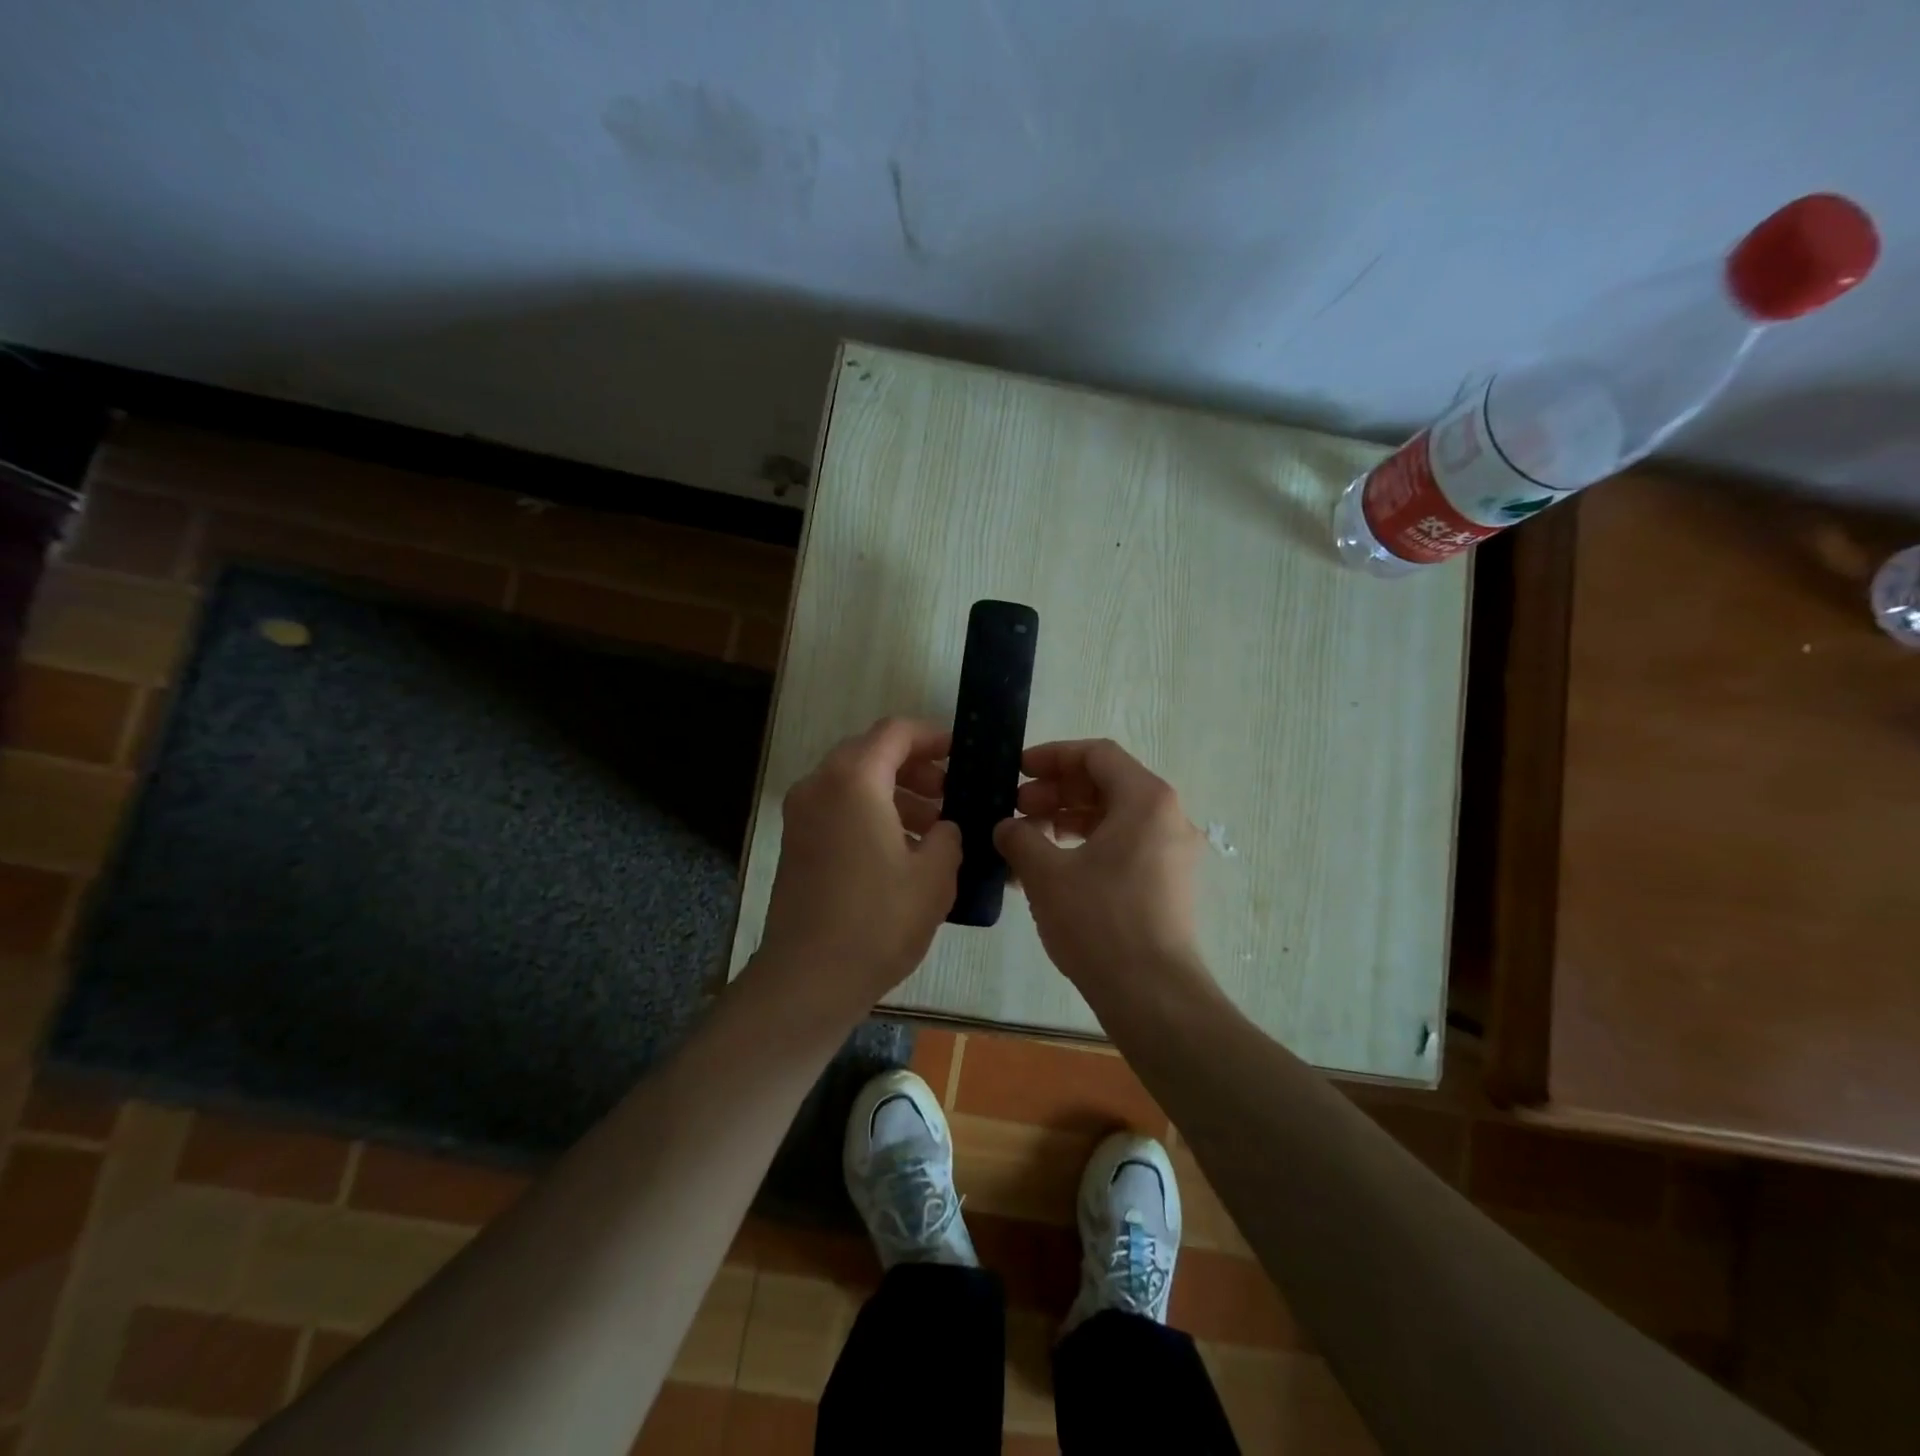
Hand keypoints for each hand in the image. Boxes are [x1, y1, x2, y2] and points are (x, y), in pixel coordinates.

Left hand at [754, 717, 961, 1021]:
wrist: (808, 978)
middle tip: (949, 793)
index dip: (932, 736)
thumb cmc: (878, 921)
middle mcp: (819, 785)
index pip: (895, 732)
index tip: (960, 754)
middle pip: (871, 753)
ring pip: (853, 782)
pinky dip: (870, 812)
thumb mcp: (934, 876)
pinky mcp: (796, 842)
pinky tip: (902, 849)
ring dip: (894, 793)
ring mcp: (801, 814)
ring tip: (933, 827)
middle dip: (914, 767)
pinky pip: (838, 808)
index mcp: (853, 781)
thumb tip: (945, 828)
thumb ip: (948, 836)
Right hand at [993, 739, 1206, 994]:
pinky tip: (1051, 868)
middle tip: (1016, 809)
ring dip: (1068, 819)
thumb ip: (1019, 837)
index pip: (1097, 754)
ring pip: (1114, 816)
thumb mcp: (1046, 874)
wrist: (1153, 994)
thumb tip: (1006, 826)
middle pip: (1106, 783)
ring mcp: (1173, 851)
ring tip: (1027, 839)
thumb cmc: (1099, 921)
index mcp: (1146, 799)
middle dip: (1056, 791)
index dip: (1052, 757)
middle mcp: (1168, 816)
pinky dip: (1087, 846)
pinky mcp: (1169, 883)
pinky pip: (1124, 846)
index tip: (1018, 771)